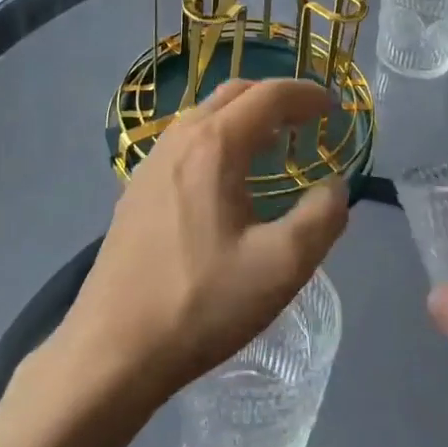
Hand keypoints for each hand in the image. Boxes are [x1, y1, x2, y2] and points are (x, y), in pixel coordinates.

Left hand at [56, 78, 348, 406]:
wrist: (112, 351)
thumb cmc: (201, 304)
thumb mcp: (281, 267)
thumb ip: (322, 218)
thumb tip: (335, 186)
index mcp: (214, 147)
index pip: (268, 96)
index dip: (307, 94)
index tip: (334, 108)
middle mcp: (179, 140)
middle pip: (234, 94)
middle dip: (276, 98)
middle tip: (308, 120)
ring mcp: (151, 163)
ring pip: (205, 115)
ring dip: (244, 116)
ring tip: (274, 144)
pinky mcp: (136, 190)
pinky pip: (186, 142)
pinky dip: (218, 138)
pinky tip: (227, 179)